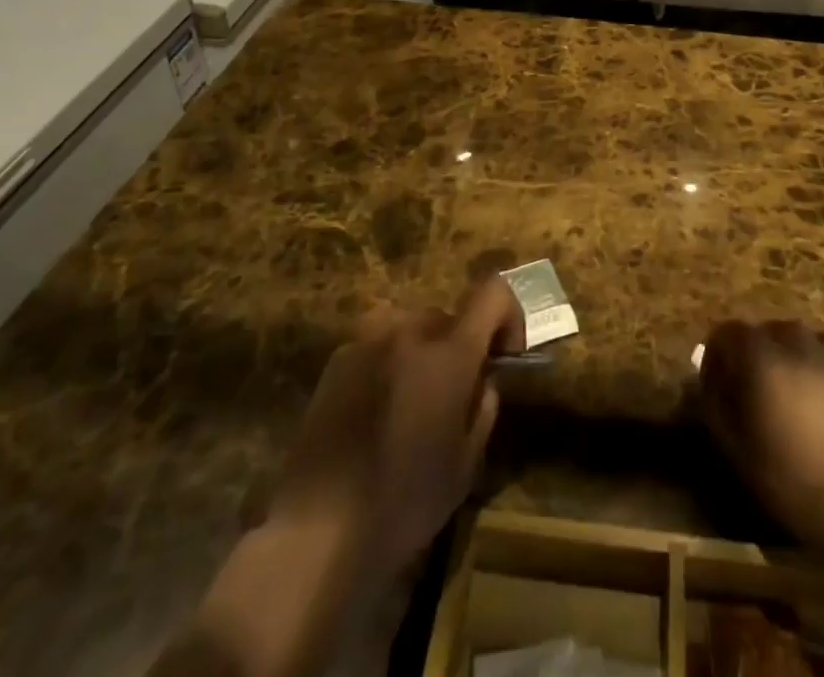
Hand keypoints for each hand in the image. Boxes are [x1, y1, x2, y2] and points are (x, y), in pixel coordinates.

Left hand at [267, 276, 525, 579]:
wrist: (315, 530)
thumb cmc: (402, 502)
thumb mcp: (465, 466)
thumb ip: (483, 409)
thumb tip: (483, 382)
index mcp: (448, 352)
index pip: (492, 293)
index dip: (507, 316)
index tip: (503, 358)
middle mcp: (408, 331)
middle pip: (449, 316)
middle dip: (461, 346)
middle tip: (455, 396)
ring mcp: (367, 340)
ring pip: (411, 328)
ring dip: (423, 353)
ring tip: (413, 405)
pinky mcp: (336, 360)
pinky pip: (378, 345)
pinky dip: (389, 364)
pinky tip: (377, 415)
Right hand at [699, 319, 823, 566]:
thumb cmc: (792, 479)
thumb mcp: (736, 447)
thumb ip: (715, 401)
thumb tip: (708, 374)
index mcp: (759, 355)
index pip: (726, 332)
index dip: (718, 356)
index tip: (719, 386)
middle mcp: (793, 340)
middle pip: (764, 333)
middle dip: (755, 356)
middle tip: (756, 394)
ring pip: (798, 341)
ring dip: (789, 359)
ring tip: (793, 398)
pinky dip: (819, 369)